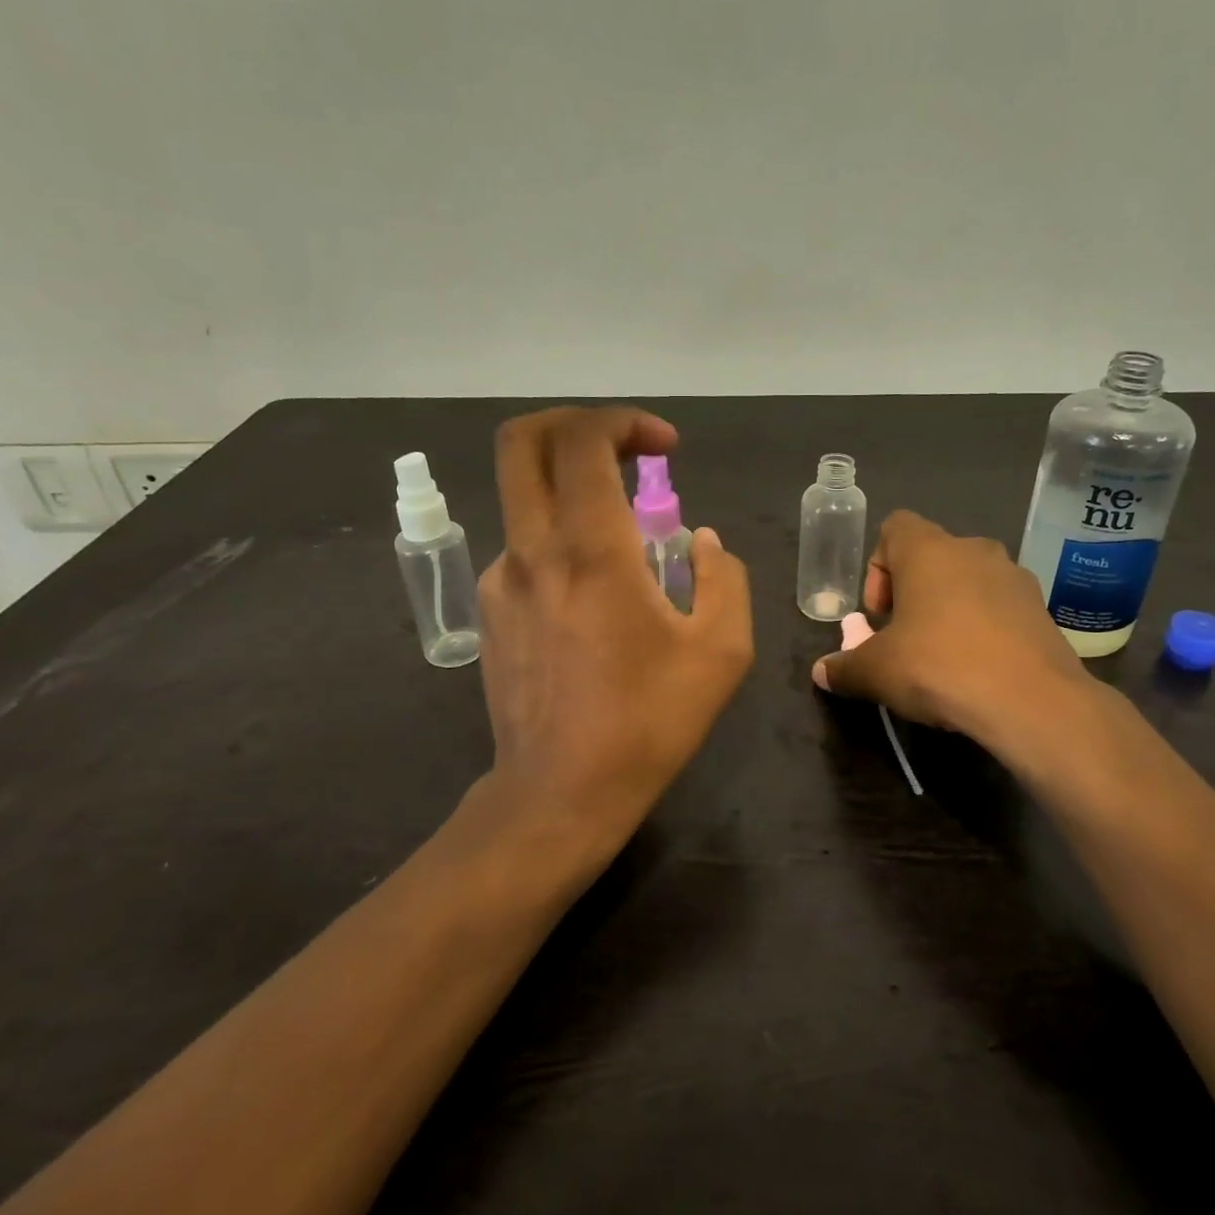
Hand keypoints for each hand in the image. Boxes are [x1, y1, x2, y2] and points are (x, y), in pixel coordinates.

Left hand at [474, 407, 752, 864]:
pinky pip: (524, 546)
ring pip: (522, 494)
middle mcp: (532, 548)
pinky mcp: (491, 610)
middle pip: (521, 441)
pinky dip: (561, 539)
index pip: (582, 439)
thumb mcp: (722, 651)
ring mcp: (501, 578)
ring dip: (572, 488)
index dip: (625, 421)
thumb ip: (723, 577)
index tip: (666, 448)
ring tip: (625, 540)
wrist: (559, 793)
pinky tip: (594, 594)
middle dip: (573, 424)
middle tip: (622, 451)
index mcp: (590, 549)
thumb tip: (699, 543)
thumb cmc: (648, 722)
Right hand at [812, 511, 1093, 742]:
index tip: (879, 614)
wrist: (1032, 701)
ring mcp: (1014, 576)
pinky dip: (984, 627)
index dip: (878, 567)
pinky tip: (980, 668)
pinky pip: (1000, 606)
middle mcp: (973, 549)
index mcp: (928, 550)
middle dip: (912, 593)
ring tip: (944, 656)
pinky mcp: (1042, 608)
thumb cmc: (939, 666)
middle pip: (931, 556)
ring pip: (968, 581)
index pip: (894, 527)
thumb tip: (821, 672)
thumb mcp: (877, 672)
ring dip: (950, 608)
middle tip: (905, 638)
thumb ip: (844, 667)